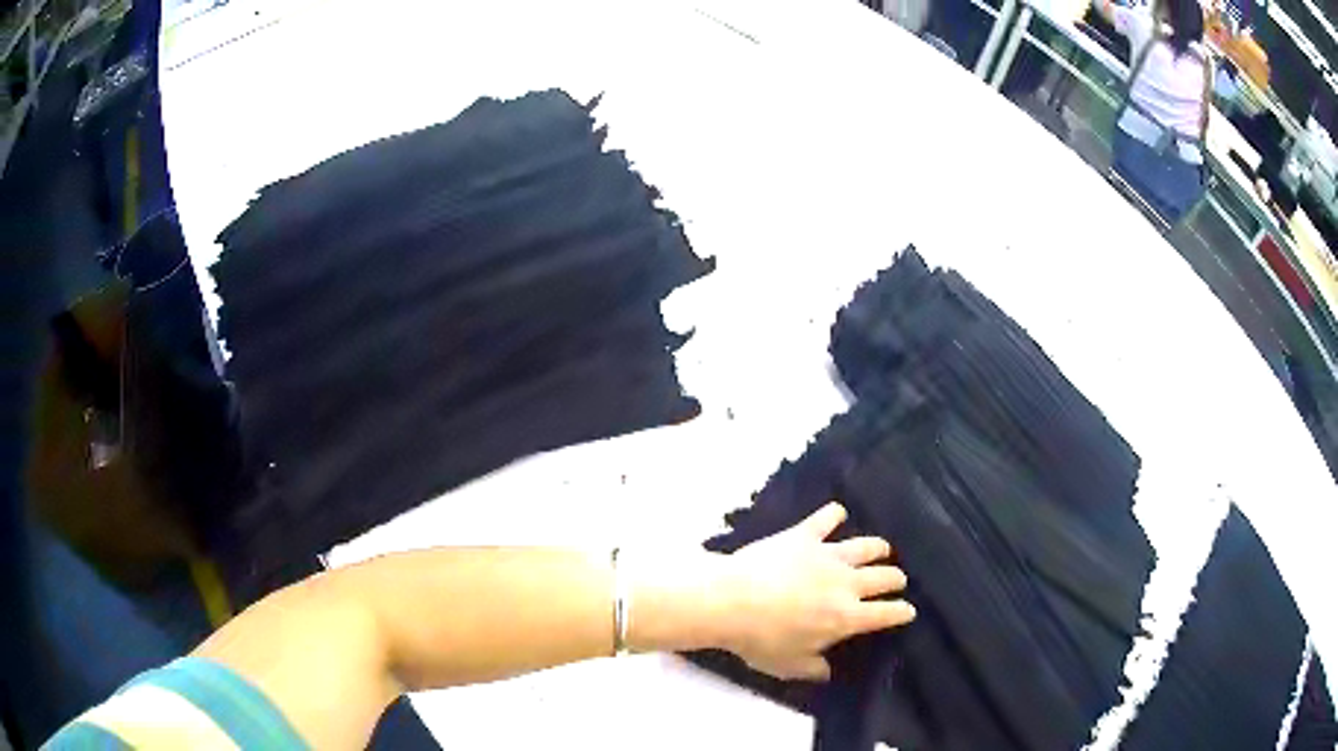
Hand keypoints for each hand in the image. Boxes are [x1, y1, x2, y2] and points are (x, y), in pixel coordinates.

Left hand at [714, 502, 913, 680]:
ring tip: (883, 548)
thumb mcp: (789, 666)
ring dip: (878, 548)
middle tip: (897, 580)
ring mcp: (827, 555)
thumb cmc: (761, 639)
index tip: (909, 610)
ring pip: (866, 547)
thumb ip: (813, 669)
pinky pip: (826, 518)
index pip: (886, 614)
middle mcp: (846, 583)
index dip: (901, 612)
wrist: (731, 601)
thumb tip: (828, 672)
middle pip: (884, 577)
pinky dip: (834, 514)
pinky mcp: (804, 535)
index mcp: (847, 617)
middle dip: (896, 579)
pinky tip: (838, 513)